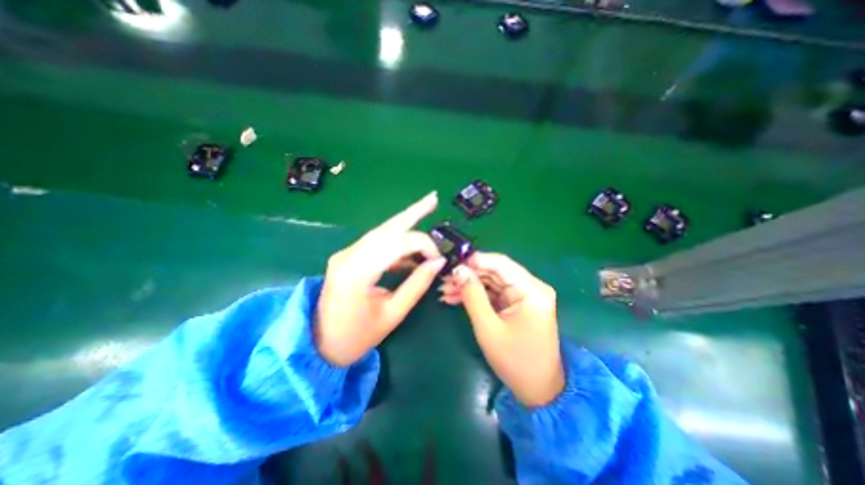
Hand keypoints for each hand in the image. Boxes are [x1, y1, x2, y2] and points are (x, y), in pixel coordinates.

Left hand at [314, 192, 445, 364]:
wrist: (320, 345)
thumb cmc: (357, 337)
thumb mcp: (393, 314)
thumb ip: (417, 284)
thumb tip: (439, 262)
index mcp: (357, 272)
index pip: (397, 243)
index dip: (423, 245)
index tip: (439, 259)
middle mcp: (348, 255)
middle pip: (386, 227)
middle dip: (412, 212)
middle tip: (433, 198)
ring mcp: (345, 254)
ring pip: (381, 231)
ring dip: (404, 222)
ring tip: (425, 209)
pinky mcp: (348, 257)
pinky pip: (376, 243)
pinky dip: (396, 241)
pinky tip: (411, 246)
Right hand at [439, 253, 568, 406]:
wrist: (538, 390)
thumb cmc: (515, 361)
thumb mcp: (488, 328)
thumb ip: (472, 295)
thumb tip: (458, 270)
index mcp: (531, 290)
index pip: (500, 263)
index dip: (474, 260)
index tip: (451, 263)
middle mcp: (531, 287)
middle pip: (494, 271)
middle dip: (468, 275)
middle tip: (443, 279)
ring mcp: (524, 295)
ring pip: (491, 281)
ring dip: (469, 285)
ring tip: (445, 290)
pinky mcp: (517, 303)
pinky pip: (493, 292)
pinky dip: (476, 295)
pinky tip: (455, 298)